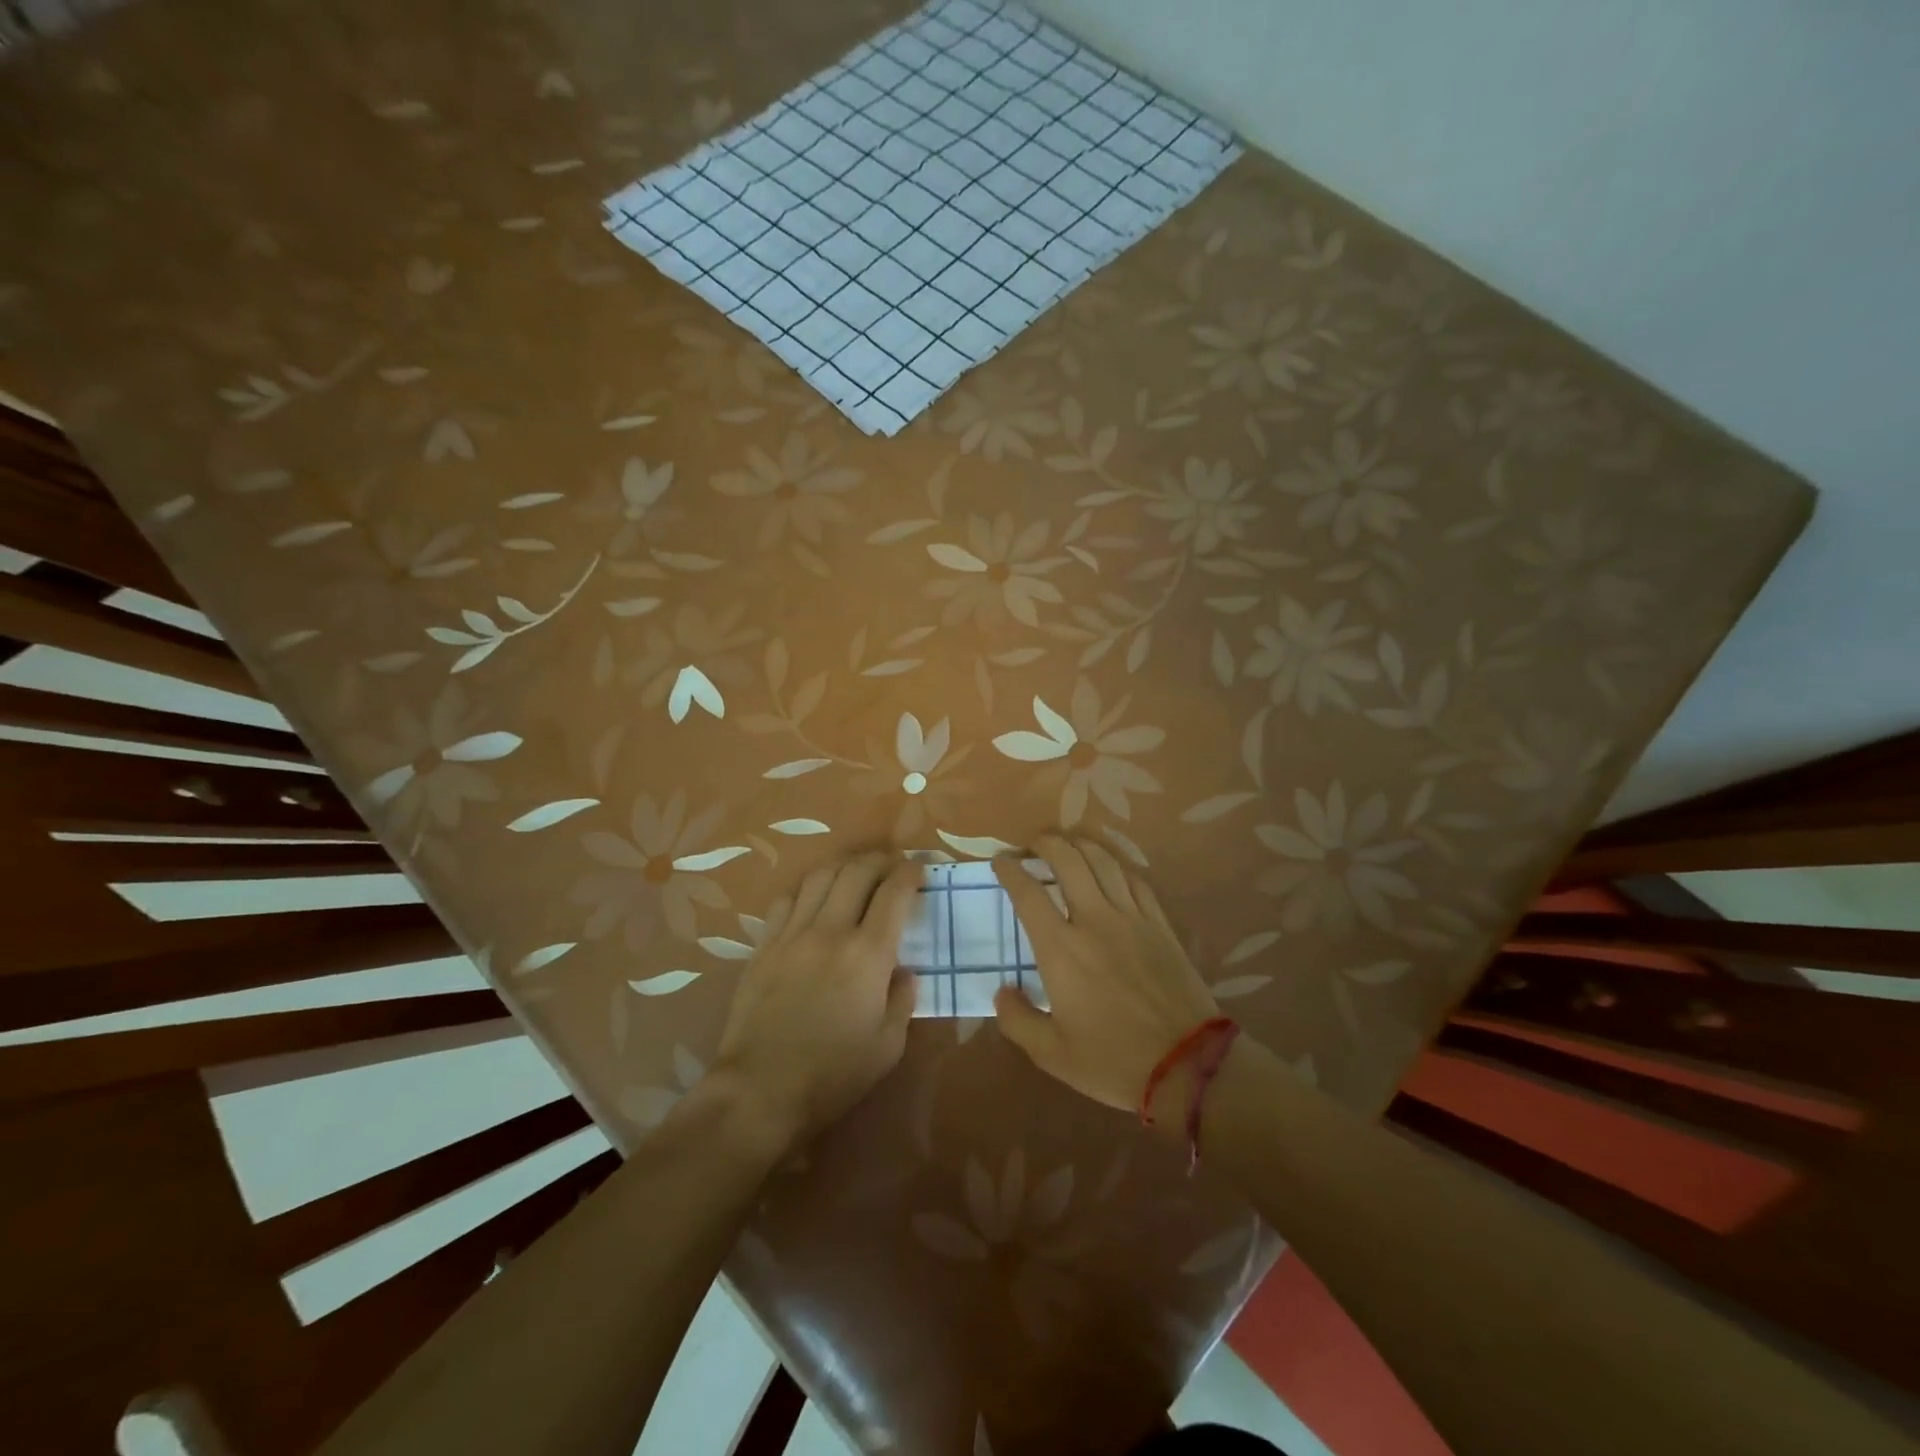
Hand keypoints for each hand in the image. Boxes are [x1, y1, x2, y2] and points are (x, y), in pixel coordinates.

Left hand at [711, 851, 920, 1155]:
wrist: (760, 1091)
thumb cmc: (833, 1074)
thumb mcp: (888, 1046)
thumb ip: (903, 999)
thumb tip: (905, 971)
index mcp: (867, 954)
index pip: (894, 893)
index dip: (911, 873)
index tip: (919, 869)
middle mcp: (830, 931)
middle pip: (857, 872)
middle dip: (880, 860)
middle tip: (892, 865)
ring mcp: (792, 935)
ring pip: (819, 877)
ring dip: (844, 866)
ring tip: (856, 872)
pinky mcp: (763, 946)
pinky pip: (786, 900)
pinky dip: (807, 889)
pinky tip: (813, 899)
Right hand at [992, 835, 1219, 1123]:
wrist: (1188, 1065)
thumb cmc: (1113, 1060)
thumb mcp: (1052, 1054)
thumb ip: (1017, 1020)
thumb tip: (1001, 991)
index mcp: (1061, 949)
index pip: (1028, 893)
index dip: (1010, 871)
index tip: (1000, 862)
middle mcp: (1094, 921)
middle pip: (1067, 860)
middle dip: (1045, 843)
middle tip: (1033, 844)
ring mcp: (1132, 918)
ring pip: (1103, 861)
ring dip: (1080, 845)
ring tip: (1067, 844)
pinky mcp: (1160, 924)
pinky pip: (1135, 880)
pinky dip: (1116, 865)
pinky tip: (1110, 868)